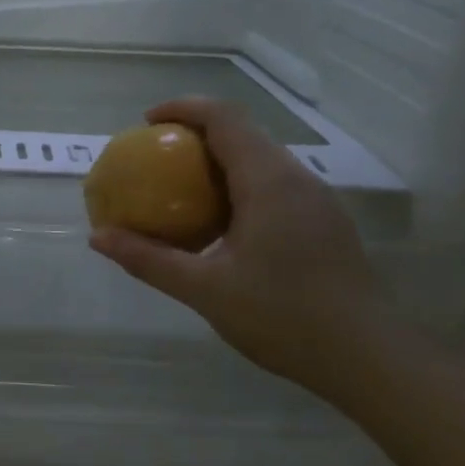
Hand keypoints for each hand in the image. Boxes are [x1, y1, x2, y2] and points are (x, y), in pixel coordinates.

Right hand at [89, 97, 392, 389]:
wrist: (367, 356)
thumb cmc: (282, 316)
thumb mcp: (204, 289)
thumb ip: (148, 259)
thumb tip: (97, 237)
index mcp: (268, 182)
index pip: (224, 118)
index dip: (183, 109)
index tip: (146, 123)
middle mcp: (296, 179)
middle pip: (243, 134)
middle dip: (195, 135)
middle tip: (155, 159)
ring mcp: (316, 200)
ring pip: (261, 160)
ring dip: (218, 163)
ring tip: (180, 191)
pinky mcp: (324, 223)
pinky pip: (274, 186)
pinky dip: (238, 188)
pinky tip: (221, 227)